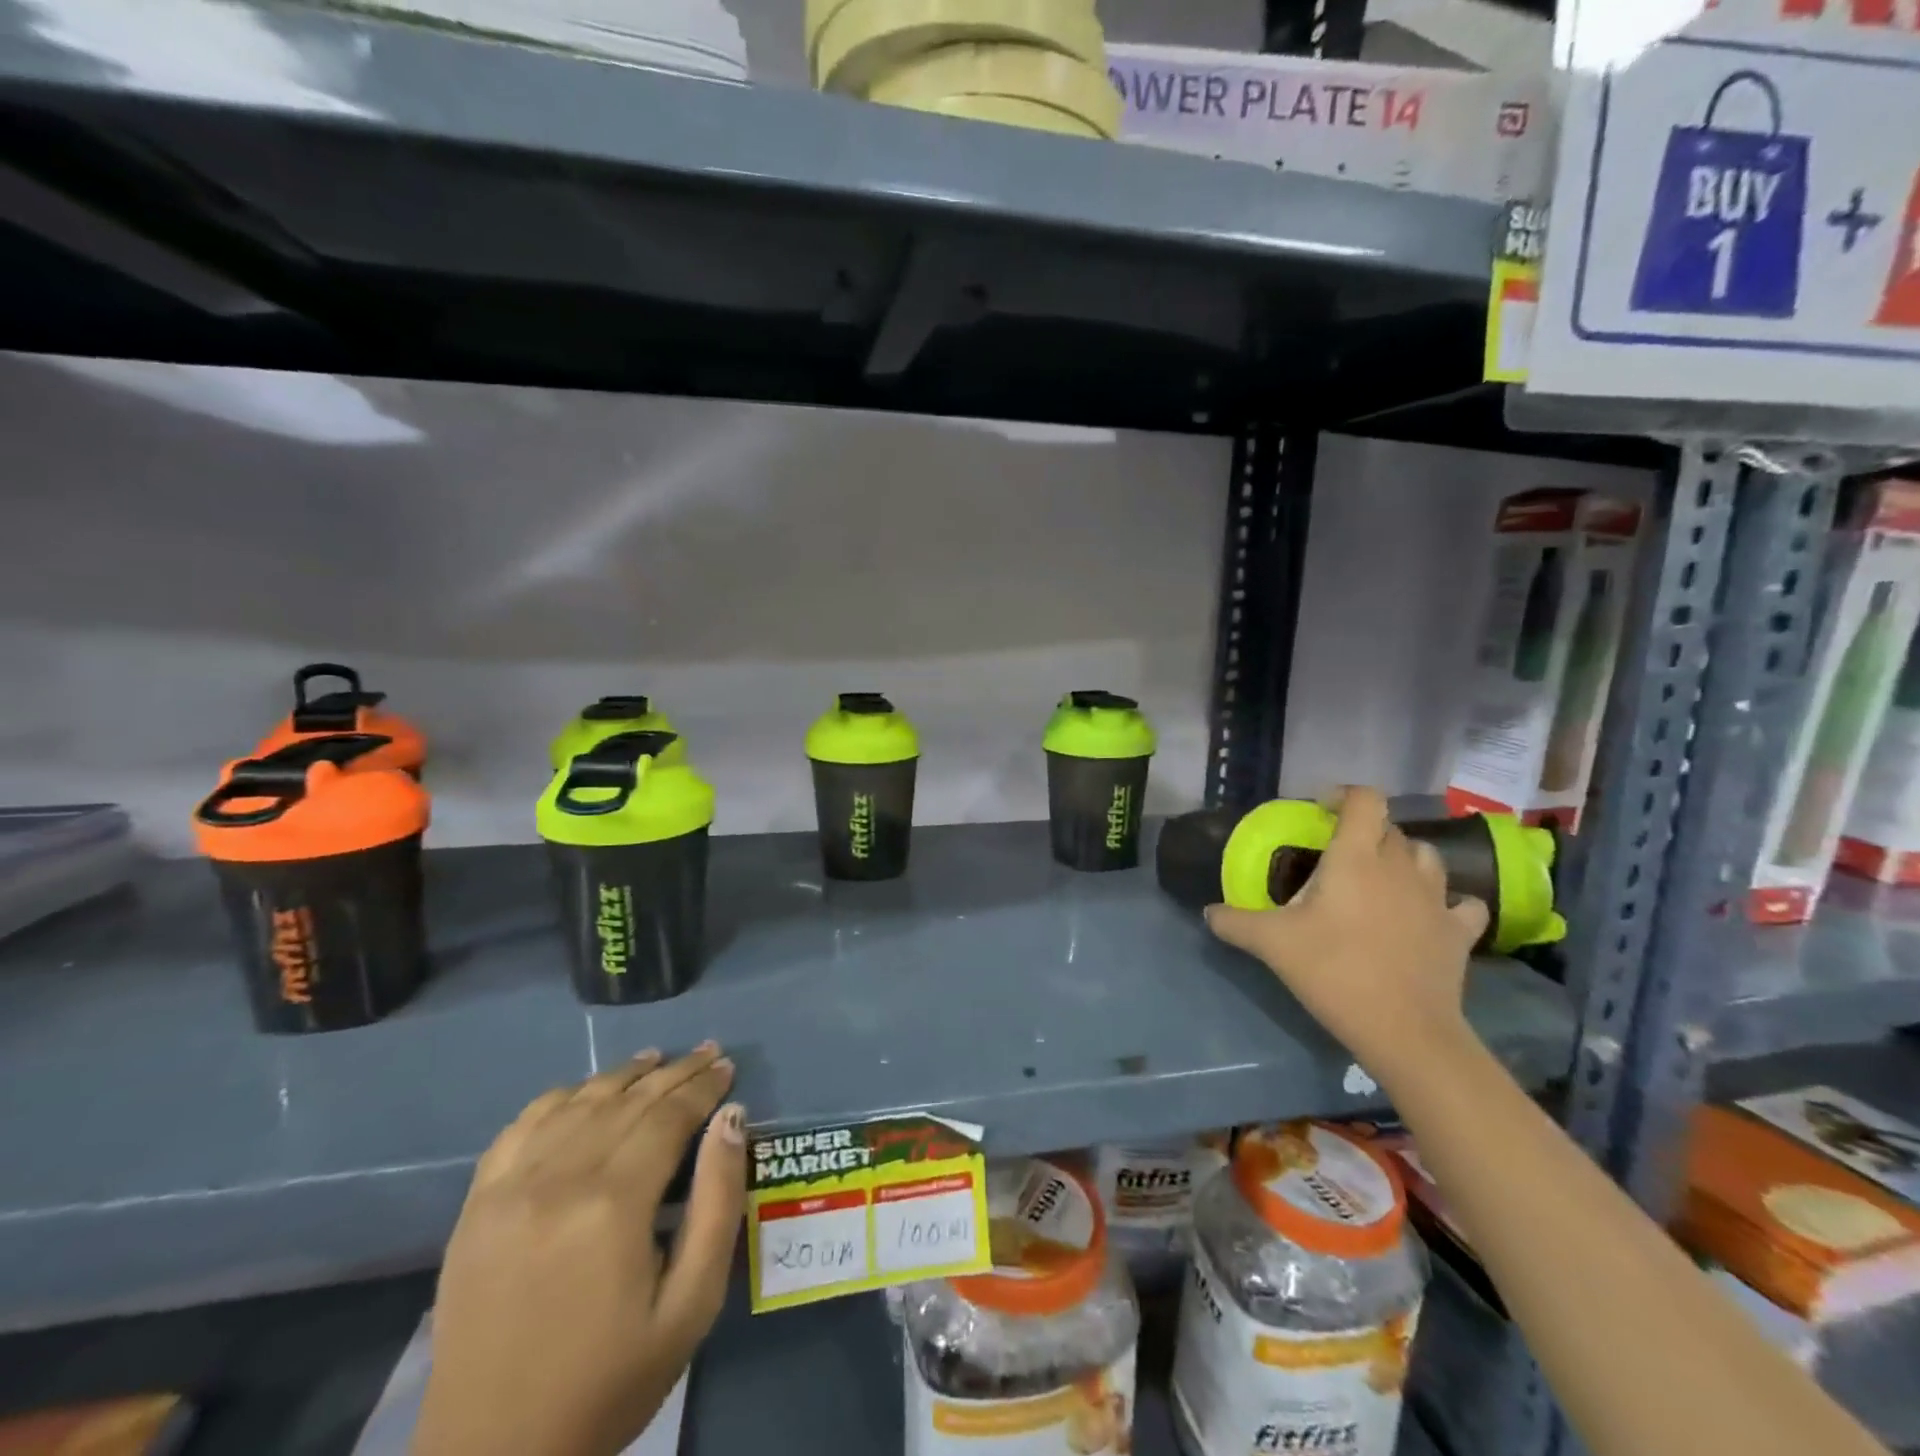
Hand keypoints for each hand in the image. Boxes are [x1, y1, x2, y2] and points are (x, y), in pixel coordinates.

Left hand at [414, 1044, 745, 1455]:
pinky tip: (584, 1091)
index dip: (703, 1087)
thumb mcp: (690, 1305)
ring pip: (578, 1102)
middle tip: (708, 1052)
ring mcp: (509, 1189)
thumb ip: (718, 1204)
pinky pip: (522, 1126)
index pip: (668, 1116)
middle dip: (675, 1072)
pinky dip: (560, 1097)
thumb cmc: (609, 1381)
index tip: (728, 1066)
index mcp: (613, 1204)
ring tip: (658, 1058)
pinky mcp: (476, 1206)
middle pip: (628, 1101)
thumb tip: (732, 1120)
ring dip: (623, 1074)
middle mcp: (559, 1179)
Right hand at [1204, 787, 1487, 1091]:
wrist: (1404, 1030)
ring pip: (1427, 857)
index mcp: (1356, 857)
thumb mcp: (1271, 944)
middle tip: (1337, 858)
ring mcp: (1436, 898)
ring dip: (1404, 859)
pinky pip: (1461, 902)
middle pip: (1390, 829)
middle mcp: (1400, 866)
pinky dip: (1447, 901)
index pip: (1365, 800)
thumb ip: (1234, 922)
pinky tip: (1430, 914)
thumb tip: (1207, 912)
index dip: (1344, 795)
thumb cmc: (1334, 971)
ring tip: (1381, 880)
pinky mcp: (1459, 931)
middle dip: (1364, 833)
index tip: (1321, 811)